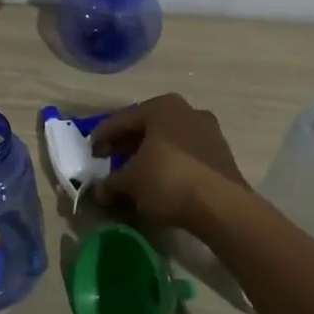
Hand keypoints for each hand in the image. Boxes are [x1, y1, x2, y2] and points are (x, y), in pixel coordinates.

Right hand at [92, 94, 248, 229]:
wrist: (221, 206)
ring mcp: (209, 132)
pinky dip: (169, 165)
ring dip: (149, 155)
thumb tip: (98, 191)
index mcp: (162, 107)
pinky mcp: (222, 155)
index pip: (123, 119)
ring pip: (168, 141)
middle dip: (127, 144)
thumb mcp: (130, 182)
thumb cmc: (167, 180)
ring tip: (134, 173)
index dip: (103, 136)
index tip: (91, 150)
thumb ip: (110, 183)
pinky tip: (159, 182)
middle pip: (148, 127)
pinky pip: (185, 155)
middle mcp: (188, 111)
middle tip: (109, 159)